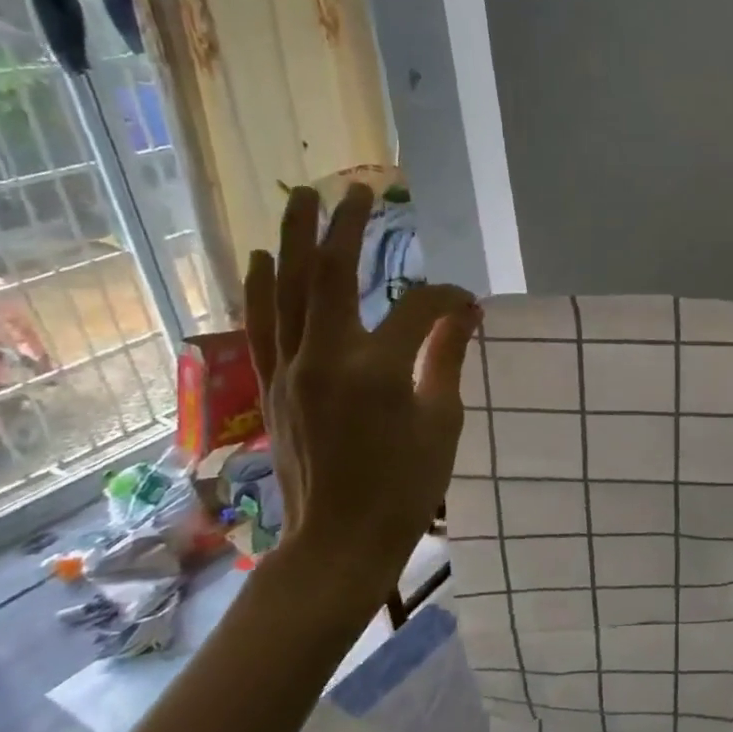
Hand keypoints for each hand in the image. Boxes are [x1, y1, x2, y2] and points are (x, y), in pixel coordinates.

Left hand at [243, 184, 477, 604]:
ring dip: (296, 239)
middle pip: (333, 275)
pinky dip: (262, 287)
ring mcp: (290, 369)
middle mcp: (325, 357)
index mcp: (377, 369)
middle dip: (349, 227)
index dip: (449, 297)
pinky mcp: (272, 386)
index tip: (470, 303)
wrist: (338, 543)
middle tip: (361, 188)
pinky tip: (264, 257)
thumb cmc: (406, 488)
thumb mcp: (442, 422)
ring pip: (289, 290)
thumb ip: (447, 358)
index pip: (419, 308)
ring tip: (303, 198)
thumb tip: (465, 312)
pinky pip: (263, 325)